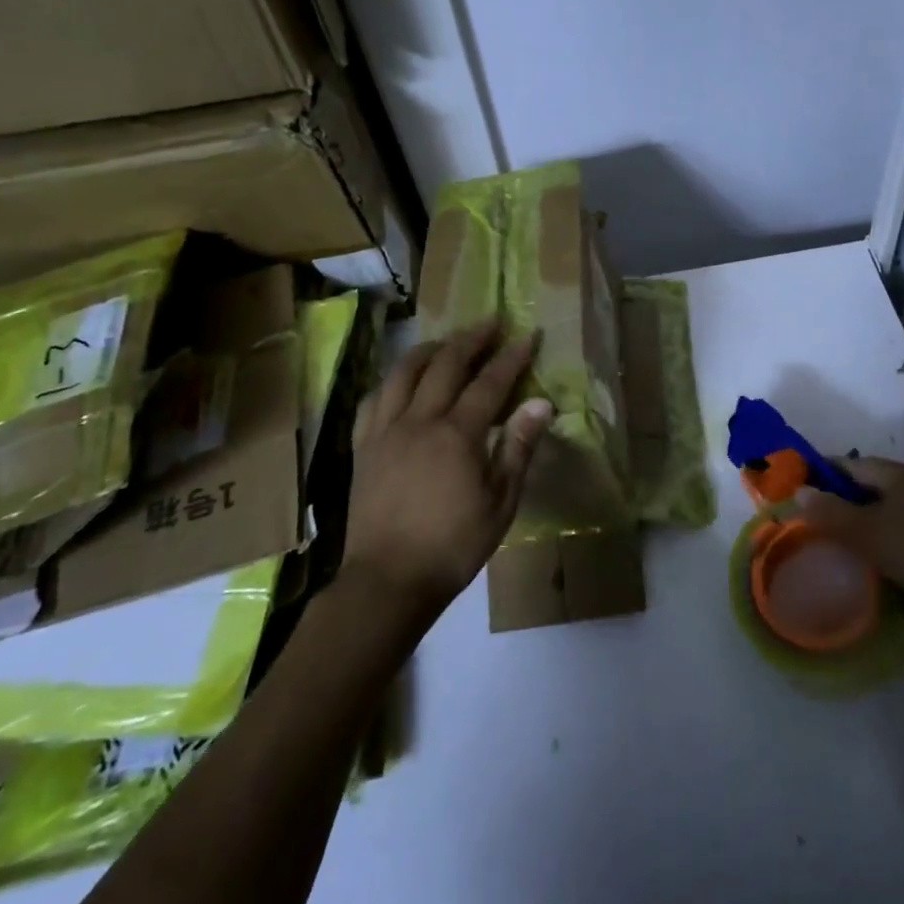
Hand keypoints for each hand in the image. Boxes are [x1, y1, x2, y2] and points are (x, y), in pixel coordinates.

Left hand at [344, 319, 553, 620]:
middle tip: (489, 322)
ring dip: (428, 349)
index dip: (511, 356)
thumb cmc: (453, 546)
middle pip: (445, 364)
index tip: (527, 334)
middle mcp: (419, 420)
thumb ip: (518, 447)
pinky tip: (401, 382)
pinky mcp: (363, 447)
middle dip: (470, 338)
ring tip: (445, 341)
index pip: (489, 382)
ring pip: (403, 372)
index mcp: (457, 434)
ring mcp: (385, 430)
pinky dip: (392, 381)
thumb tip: (541, 402)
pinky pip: (373, 400)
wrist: (387, 582)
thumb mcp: (500, 503)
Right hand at [799, 458, 903, 638]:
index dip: (824, 474)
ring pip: (890, 510)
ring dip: (866, 522)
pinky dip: (887, 539)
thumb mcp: (865, 533)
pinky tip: (876, 560)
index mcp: (902, 475)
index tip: (800, 488)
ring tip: (841, 541)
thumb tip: (800, 491)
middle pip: (872, 486)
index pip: (852, 464)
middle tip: (816, 518)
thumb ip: (829, 511)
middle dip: (844, 500)